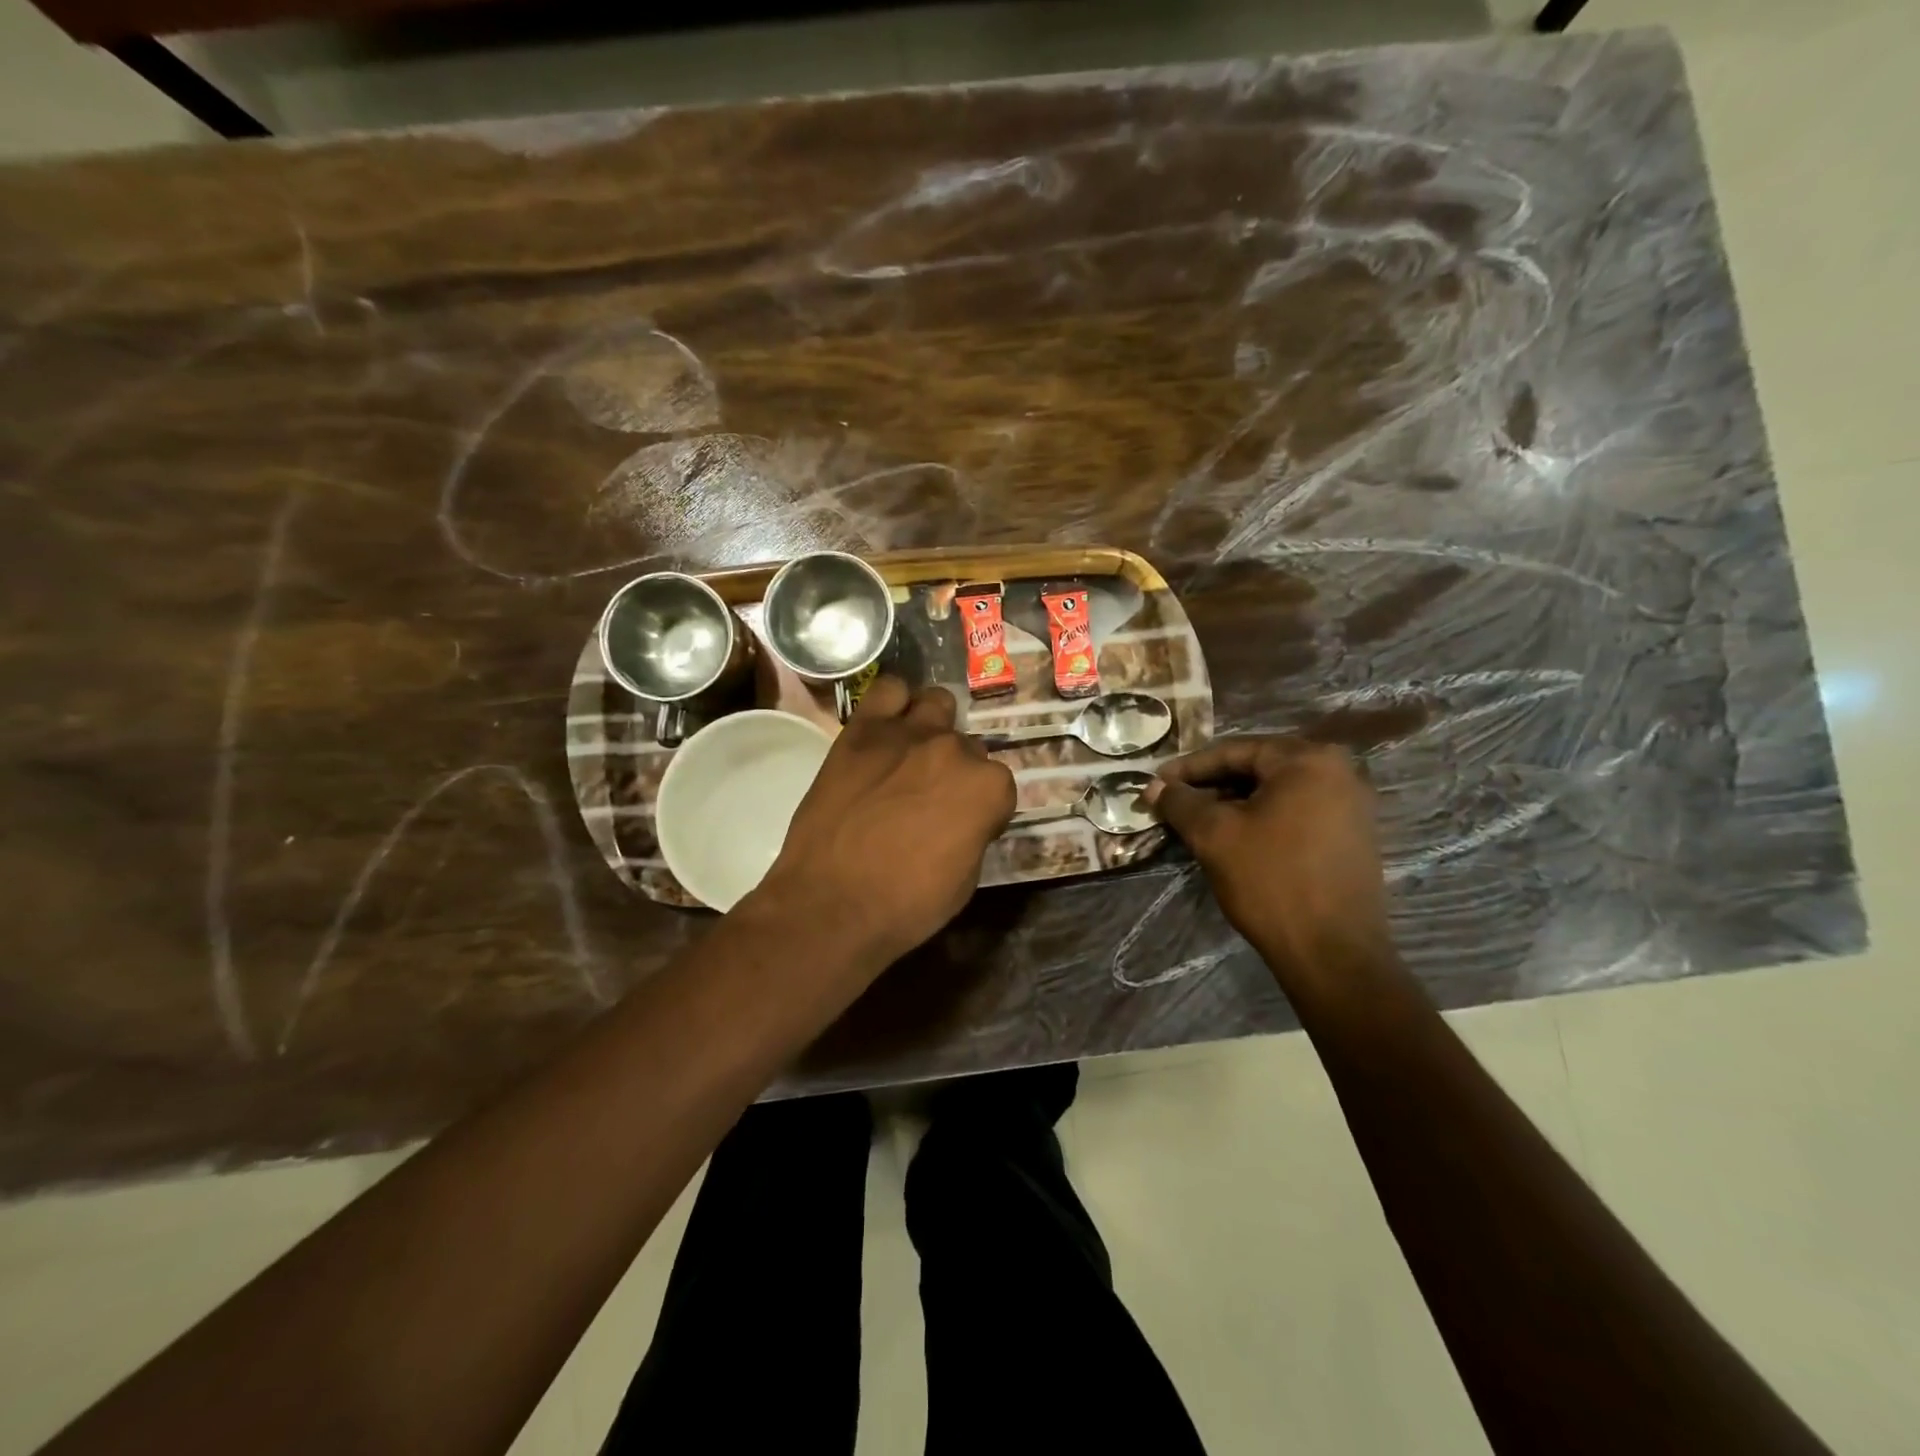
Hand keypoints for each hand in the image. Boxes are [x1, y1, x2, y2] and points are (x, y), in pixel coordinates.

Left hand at [750, 676, 1015, 970]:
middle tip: (931, 799)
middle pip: (968, 747)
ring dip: (933, 727)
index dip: (984, 810)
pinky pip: (888, 690)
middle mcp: (953, 750)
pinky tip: (888, 728)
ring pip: (937, 704)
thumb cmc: (906, 905)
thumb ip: (974, 830)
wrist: (830, 905)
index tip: (966, 828)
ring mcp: (906, 734)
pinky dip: (894, 704)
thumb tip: (966, 816)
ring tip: (914, 756)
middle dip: (956, 771)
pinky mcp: (862, 730)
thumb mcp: (965, 878)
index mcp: (987, 788)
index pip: (999, 785)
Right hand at [1147, 738, 1393, 991]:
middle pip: (1257, 767)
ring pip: (1276, 791)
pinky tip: (1233, 837)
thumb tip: (1154, 786)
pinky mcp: (1353, 835)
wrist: (1333, 953)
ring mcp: (1352, 804)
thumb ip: (1180, 802)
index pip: (1234, 750)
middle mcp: (1339, 771)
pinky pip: (1296, 812)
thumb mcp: (1214, 835)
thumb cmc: (1271, 881)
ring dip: (1233, 802)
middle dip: (1211, 784)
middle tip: (1174, 802)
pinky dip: (1261, 818)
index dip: (1188, 767)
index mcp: (1308, 759)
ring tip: (1197, 821)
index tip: (1156, 783)